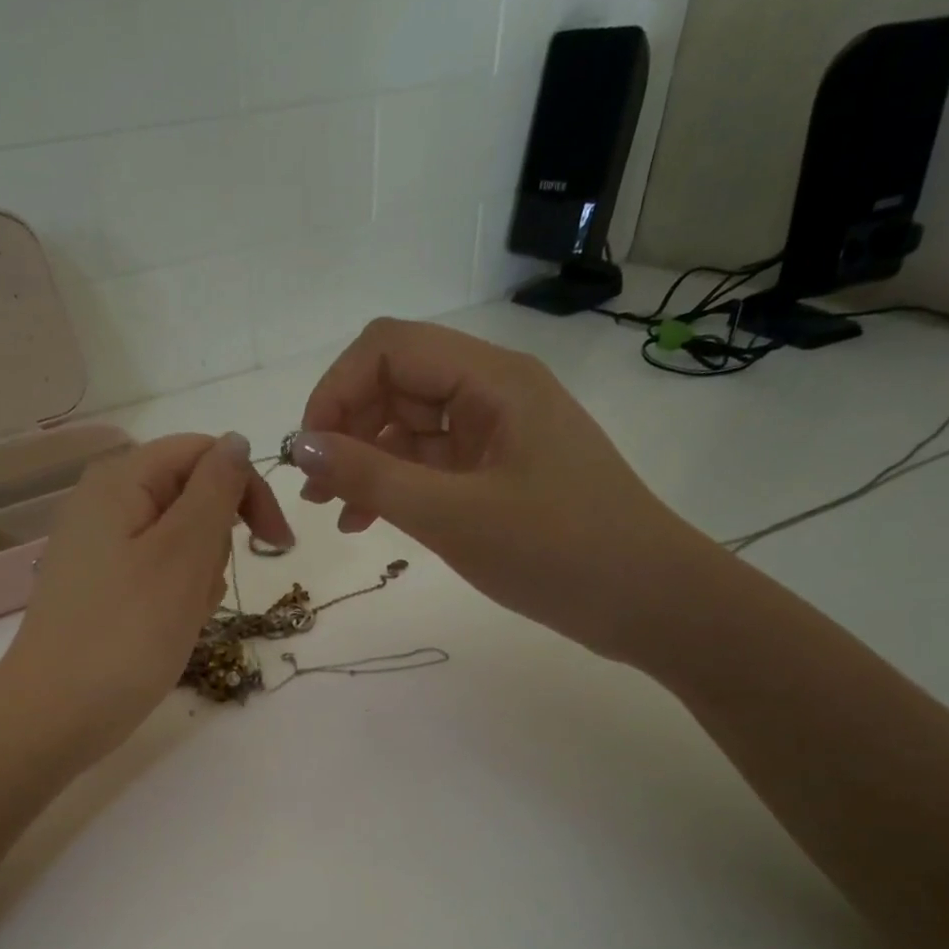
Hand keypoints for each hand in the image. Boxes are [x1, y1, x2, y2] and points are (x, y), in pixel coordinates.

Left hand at [0, 432, 292, 760]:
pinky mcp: (100, 589)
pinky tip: (167, 631)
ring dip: (198, 576)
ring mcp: (98, 549)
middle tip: (204, 589)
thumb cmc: (126, 633)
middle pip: (190, 496)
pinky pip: (156, 575)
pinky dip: (175, 597)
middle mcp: (103, 504)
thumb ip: (216, 489)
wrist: (54, 716)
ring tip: (181, 618)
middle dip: (216, 542)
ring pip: (178, 542)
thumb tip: (236, 442)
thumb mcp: (184, 553)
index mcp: (119, 481)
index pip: (203, 453)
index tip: (278, 544)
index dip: (247, 488)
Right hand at [294, 318, 718, 663]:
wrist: (649, 601)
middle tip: (315, 492)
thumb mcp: (452, 516)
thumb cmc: (557, 552)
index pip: (389, 347)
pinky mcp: (500, 472)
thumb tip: (299, 446)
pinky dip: (396, 485)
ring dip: (365, 461)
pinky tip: (369, 523)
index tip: (308, 452)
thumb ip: (371, 478)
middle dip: (346, 428)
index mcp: (492, 379)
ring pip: (410, 426)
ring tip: (336, 513)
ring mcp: (498, 433)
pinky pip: (432, 464)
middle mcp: (493, 392)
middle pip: (396, 382)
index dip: (336, 390)